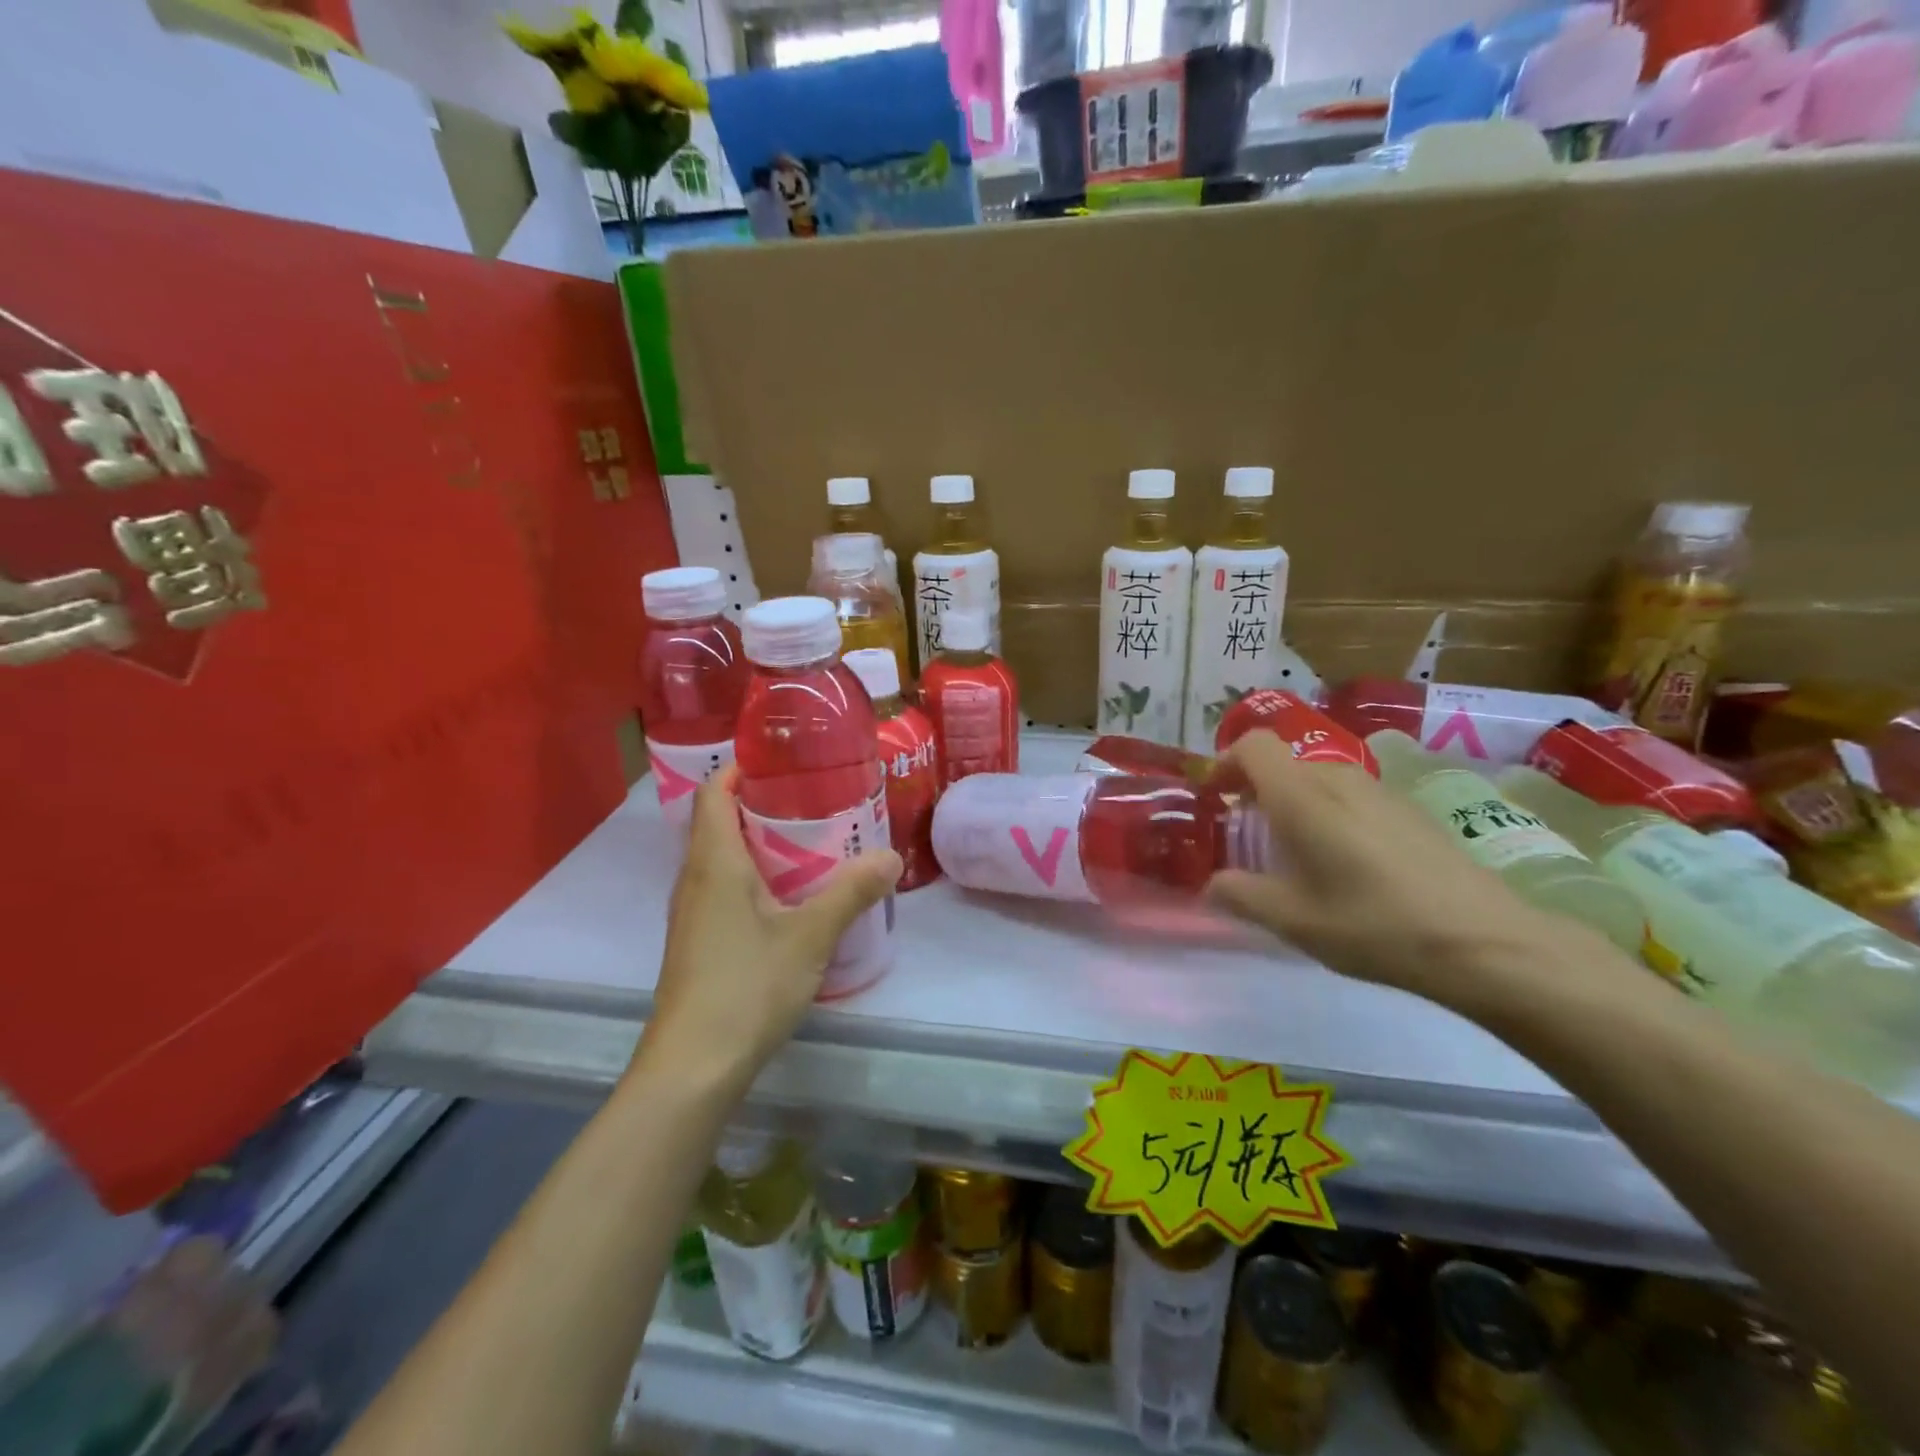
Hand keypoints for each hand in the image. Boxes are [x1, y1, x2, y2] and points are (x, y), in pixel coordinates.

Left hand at [640, 768, 899, 1090]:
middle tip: (814, 800)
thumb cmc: (747, 987)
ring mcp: (691, 914)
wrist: (692, 1067)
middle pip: (718, 822)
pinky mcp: (697, 942)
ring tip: (810, 842)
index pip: (714, 793)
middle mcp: (694, 879)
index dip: (741, 769)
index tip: (784, 761)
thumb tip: (891, 856)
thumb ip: (851, 892)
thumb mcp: (810, 936)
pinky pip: (722, 889)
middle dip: (761, 804)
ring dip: (758, 843)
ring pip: (721, 858)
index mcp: (714, 863)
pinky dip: (753, 877)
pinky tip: (789, 897)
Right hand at [1207, 732, 1613, 1013]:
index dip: (1225, 762)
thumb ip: (1240, 894)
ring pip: (1318, 779)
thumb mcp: (1292, 920)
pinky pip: (1350, 796)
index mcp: (1301, 795)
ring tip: (1295, 853)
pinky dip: (1328, 814)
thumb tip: (1212, 884)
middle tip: (1247, 836)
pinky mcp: (1409, 809)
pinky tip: (1346, 864)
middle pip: (1283, 763)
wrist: (1485, 941)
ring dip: (1293, 803)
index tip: (1215, 798)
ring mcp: (1380, 790)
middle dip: (1255, 790)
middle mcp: (1338, 778)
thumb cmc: (1372, 923)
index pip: (1252, 745)